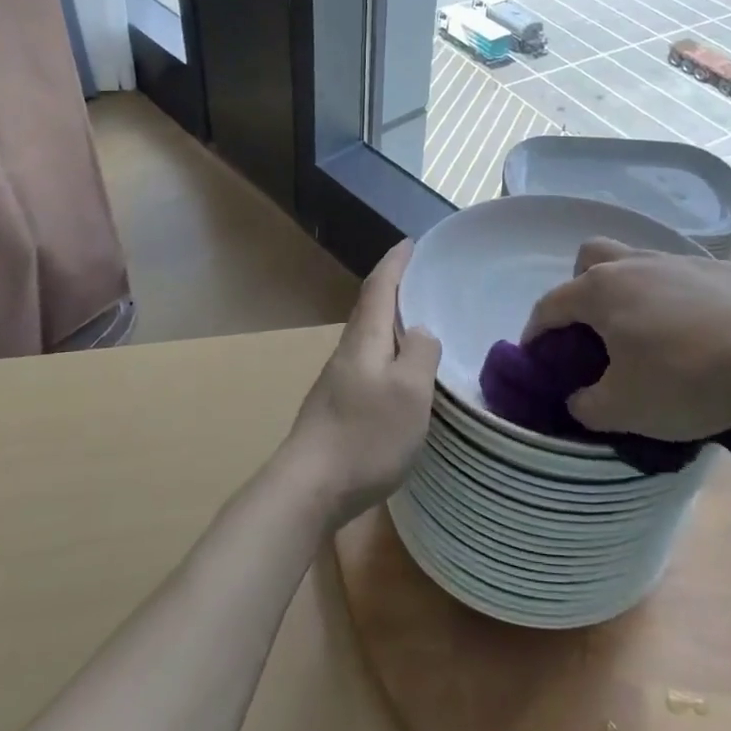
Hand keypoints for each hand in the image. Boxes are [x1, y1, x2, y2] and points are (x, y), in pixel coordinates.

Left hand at [283, 241, 440, 528]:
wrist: (309, 488)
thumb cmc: (365, 435)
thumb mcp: (410, 392)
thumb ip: (421, 354)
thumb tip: (421, 332)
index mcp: (365, 340)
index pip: (379, 287)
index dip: (395, 263)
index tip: (410, 243)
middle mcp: (348, 352)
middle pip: (369, 309)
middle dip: (392, 288)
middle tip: (420, 279)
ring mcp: (338, 381)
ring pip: (367, 338)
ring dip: (389, 322)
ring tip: (416, 323)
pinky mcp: (336, 407)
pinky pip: (367, 364)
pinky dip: (386, 353)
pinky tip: (398, 374)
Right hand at [522, 232, 730, 442]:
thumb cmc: (687, 377)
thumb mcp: (626, 409)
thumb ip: (588, 406)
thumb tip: (579, 399)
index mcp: (601, 290)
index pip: (550, 304)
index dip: (536, 331)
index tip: (537, 357)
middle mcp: (636, 264)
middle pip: (591, 257)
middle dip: (580, 288)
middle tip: (594, 330)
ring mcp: (683, 261)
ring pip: (639, 262)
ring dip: (631, 291)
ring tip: (649, 333)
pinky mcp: (725, 270)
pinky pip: (684, 277)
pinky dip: (677, 299)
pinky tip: (698, 333)